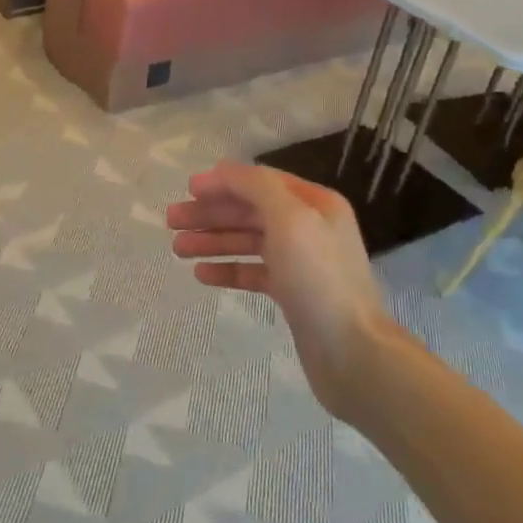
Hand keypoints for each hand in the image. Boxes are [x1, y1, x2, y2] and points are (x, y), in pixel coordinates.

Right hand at [167, 162, 388, 420]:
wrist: (351, 350)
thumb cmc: (319, 278)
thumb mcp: (289, 219)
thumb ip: (256, 187)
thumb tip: (224, 171)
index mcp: (315, 203)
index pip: (261, 182)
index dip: (224, 182)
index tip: (187, 190)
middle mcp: (309, 227)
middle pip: (251, 211)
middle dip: (211, 213)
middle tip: (171, 221)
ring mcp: (301, 262)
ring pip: (248, 242)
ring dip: (213, 241)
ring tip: (177, 249)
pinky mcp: (292, 293)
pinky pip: (253, 272)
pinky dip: (228, 269)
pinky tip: (201, 273)